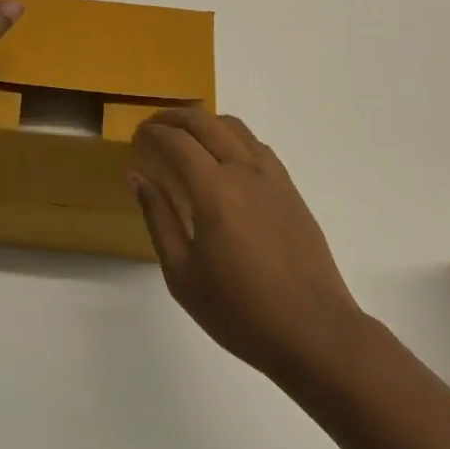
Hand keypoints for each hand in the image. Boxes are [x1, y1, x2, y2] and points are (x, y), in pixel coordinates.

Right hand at [130, 109, 368, 382]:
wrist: (313, 331)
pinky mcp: (289, 187)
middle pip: (205, 122)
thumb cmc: (240, 311)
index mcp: (214, 190)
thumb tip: (138, 177)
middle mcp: (243, 170)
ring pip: (233, 126)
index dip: (152, 132)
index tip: (136, 136)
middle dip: (174, 117)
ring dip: (204, 121)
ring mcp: (271, 175)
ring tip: (185, 135)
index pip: (177, 141)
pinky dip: (231, 136)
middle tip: (153, 127)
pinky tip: (223, 156)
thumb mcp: (183, 275)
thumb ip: (159, 218)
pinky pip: (255, 144)